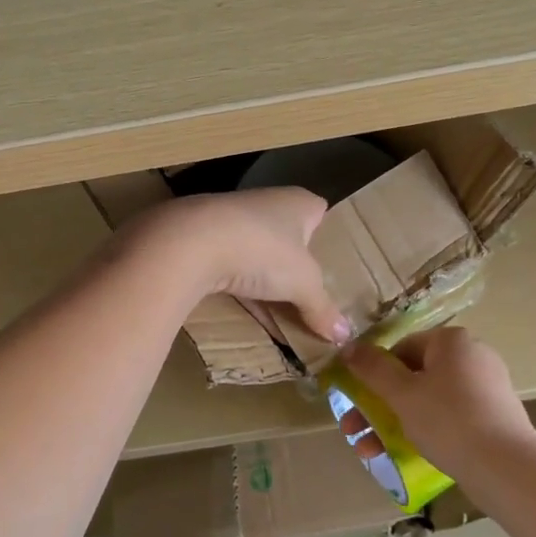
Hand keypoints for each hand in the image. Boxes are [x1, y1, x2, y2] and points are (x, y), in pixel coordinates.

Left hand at [126, 188, 350, 343]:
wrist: (190, 242)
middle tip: (305, 295)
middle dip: (292, 263)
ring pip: (255, 251)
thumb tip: (345, 334)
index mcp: (297, 202)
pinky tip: (242, 311)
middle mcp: (265, 203)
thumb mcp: (302, 285)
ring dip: (262, 277)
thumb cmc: (262, 250)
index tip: (328, 263)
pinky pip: (229, 264)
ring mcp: (230, 219)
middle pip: (286, 234)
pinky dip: (237, 286)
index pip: (319, 211)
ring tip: (276, 309)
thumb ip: (322, 308)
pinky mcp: (202, 238)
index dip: (325, 234)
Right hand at [337, 328, 535, 478]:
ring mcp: (486, 387)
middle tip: (355, 430)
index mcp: (452, 341)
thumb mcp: (402, 394)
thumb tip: (349, 347)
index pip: (401, 348)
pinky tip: (406, 456)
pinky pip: (450, 416)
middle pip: (413, 376)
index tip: (355, 400)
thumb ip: (372, 369)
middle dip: (378, 405)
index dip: (373, 373)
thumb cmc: (448, 420)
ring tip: (372, 452)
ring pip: (429, 400)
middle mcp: (472, 356)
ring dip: (395, 422)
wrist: (507, 468)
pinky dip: (426, 430)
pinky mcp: (494, 416)